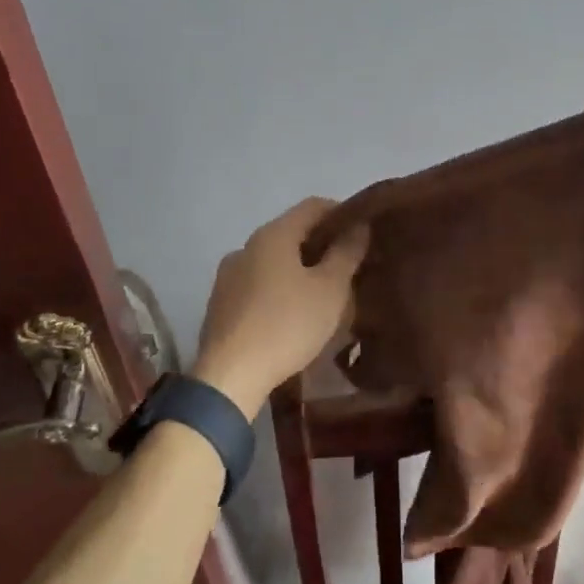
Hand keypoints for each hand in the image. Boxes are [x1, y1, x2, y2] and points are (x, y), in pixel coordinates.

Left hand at [192, 197, 368, 414]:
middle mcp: (245, 247)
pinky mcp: (220, 305)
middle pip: (291, 233)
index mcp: (272, 235)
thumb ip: (346, 253)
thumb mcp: (330, 289)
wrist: (230, 376)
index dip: (341, 212)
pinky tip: (293, 314)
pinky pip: (258, 285)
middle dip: (321, 245)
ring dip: (299, 269)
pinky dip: (279, 289)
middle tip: (349, 265)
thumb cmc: (287, 324)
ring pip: (273, 261)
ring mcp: (227, 276)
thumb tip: (358, 227)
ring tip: (323, 293)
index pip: (312, 206)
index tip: (362, 231)